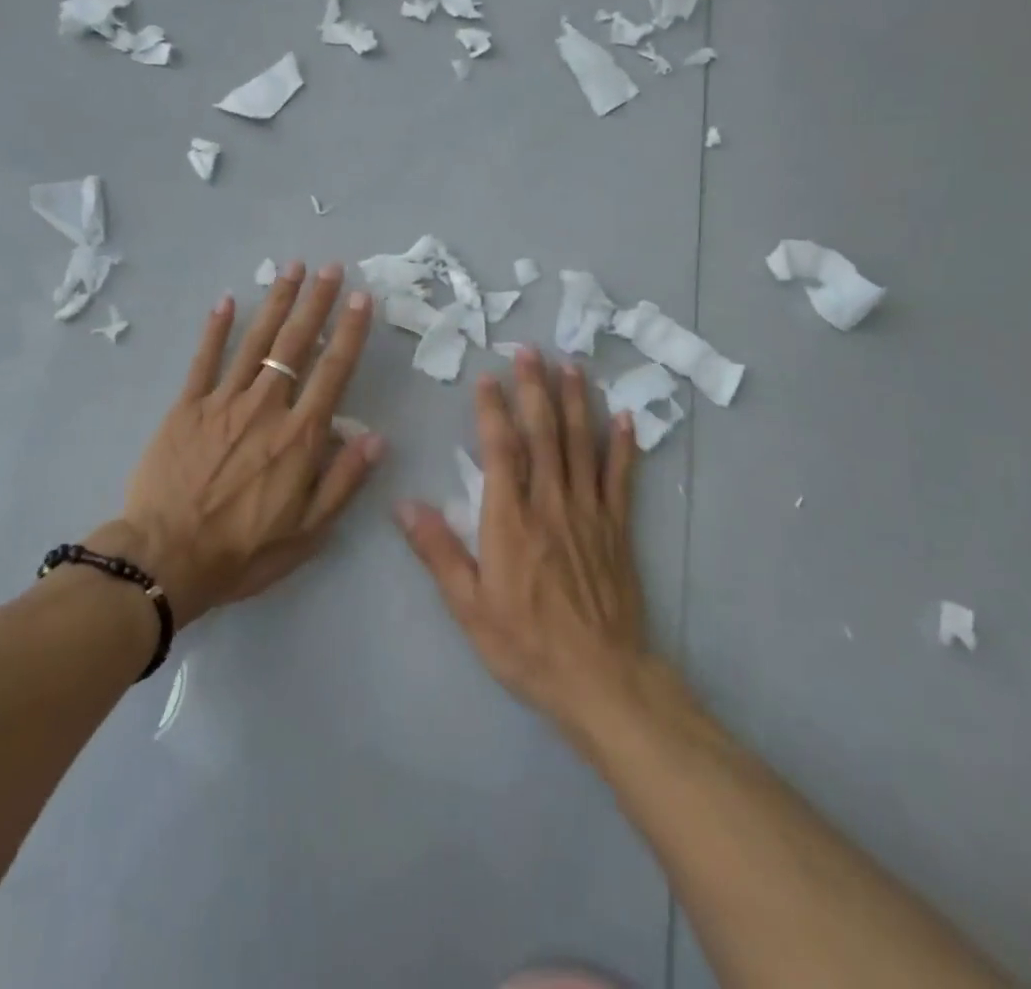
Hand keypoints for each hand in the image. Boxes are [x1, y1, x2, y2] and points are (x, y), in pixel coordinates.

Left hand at [102, 262, 382, 627]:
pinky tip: (227, 300)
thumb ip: (343, 480)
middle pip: (296, 343)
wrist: (165, 559)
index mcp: (300, 436)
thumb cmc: (243, 550)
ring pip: (256, 342)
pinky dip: (216, 329)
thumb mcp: (308, 531)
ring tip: (293, 269)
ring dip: (276, 302)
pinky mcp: (186, 407)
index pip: (333, 371)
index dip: (349, 331)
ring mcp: (223, 402)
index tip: (360, 298)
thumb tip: (376, 437)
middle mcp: (266, 407)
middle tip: (330, 267)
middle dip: (316, 302)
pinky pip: (204, 360)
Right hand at [397, 349, 649, 733]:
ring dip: (576, 402)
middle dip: (534, 389)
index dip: (493, 410)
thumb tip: (404, 504)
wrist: (601, 680)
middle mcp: (551, 503)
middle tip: (530, 350)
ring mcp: (589, 512)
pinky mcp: (617, 528)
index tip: (488, 377)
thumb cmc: (526, 644)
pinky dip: (624, 445)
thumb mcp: (469, 607)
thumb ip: (439, 551)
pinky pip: (621, 478)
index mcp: (511, 520)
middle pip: (544, 434)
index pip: (501, 450)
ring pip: (582, 444)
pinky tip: (626, 417)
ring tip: (572, 366)